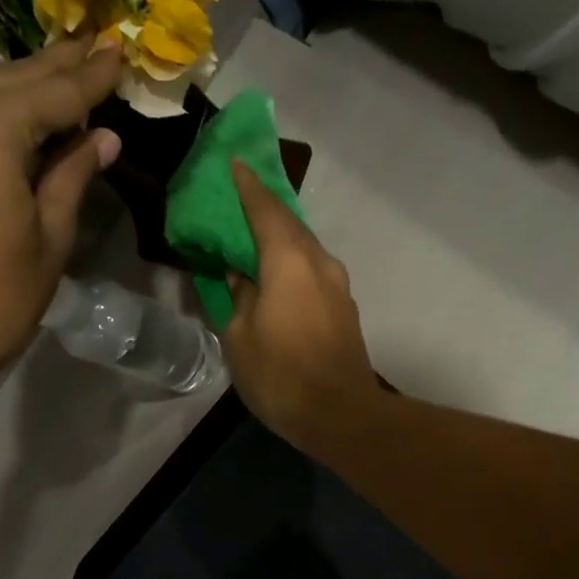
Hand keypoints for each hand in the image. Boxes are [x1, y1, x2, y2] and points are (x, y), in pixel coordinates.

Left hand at [0, 38, 122, 392]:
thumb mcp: (50, 238)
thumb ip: (73, 176)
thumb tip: (102, 139)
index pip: (57, 92)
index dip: (94, 76)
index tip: (120, 52)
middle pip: (12, 80)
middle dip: (57, 68)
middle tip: (94, 45)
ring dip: (16, 92)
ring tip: (55, 82)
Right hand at [224, 160, 380, 451]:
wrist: (342, 416)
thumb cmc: (282, 375)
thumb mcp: (240, 337)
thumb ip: (237, 297)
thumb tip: (239, 276)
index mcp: (289, 261)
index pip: (265, 209)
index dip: (247, 186)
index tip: (234, 163)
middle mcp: (319, 263)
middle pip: (289, 224)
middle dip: (263, 208)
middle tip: (237, 199)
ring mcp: (337, 286)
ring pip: (303, 248)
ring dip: (279, 238)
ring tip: (252, 237)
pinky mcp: (344, 308)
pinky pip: (312, 271)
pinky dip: (291, 263)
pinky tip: (274, 275)